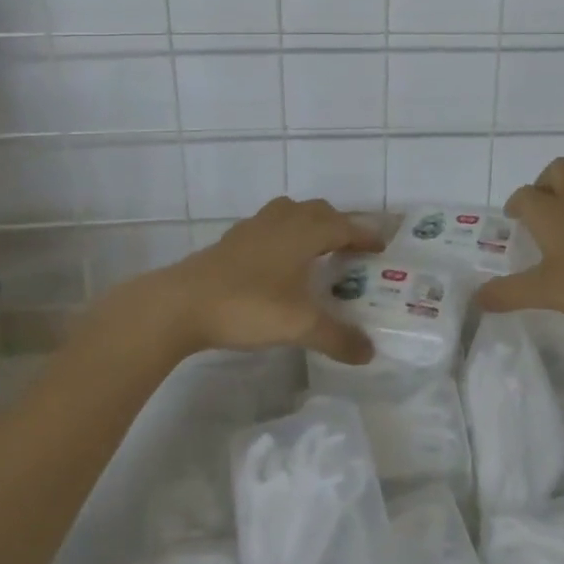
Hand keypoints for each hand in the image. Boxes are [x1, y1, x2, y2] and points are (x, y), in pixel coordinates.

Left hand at [150, 197, 382, 362]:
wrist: (181, 304)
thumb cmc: (248, 305)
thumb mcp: (298, 326)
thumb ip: (337, 337)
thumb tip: (370, 353)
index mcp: (304, 232)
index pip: (344, 226)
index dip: (364, 234)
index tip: (381, 245)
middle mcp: (283, 221)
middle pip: (319, 211)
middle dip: (339, 224)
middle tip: (351, 247)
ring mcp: (254, 228)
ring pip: (291, 212)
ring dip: (309, 223)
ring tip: (316, 247)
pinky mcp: (232, 240)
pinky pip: (269, 226)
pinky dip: (283, 234)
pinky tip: (277, 260)